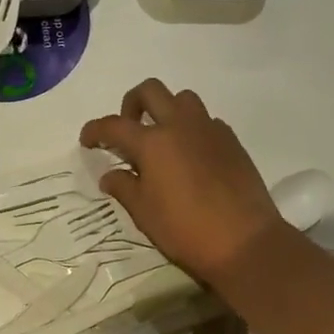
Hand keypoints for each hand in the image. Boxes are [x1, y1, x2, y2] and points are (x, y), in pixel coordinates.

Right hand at [80, 79, 284, 283]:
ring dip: (166, 110)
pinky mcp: (232, 141)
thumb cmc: (186, 229)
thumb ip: (123, 187)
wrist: (246, 242)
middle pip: (150, 91)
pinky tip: (191, 155)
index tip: (87, 140)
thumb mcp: (144, 213)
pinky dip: (192, 129)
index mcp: (152, 142)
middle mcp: (179, 125)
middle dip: (131, 103)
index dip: (94, 130)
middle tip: (128, 128)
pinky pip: (207, 121)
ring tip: (162, 138)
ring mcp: (209, 130)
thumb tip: (110, 175)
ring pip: (183, 99)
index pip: (113, 125)